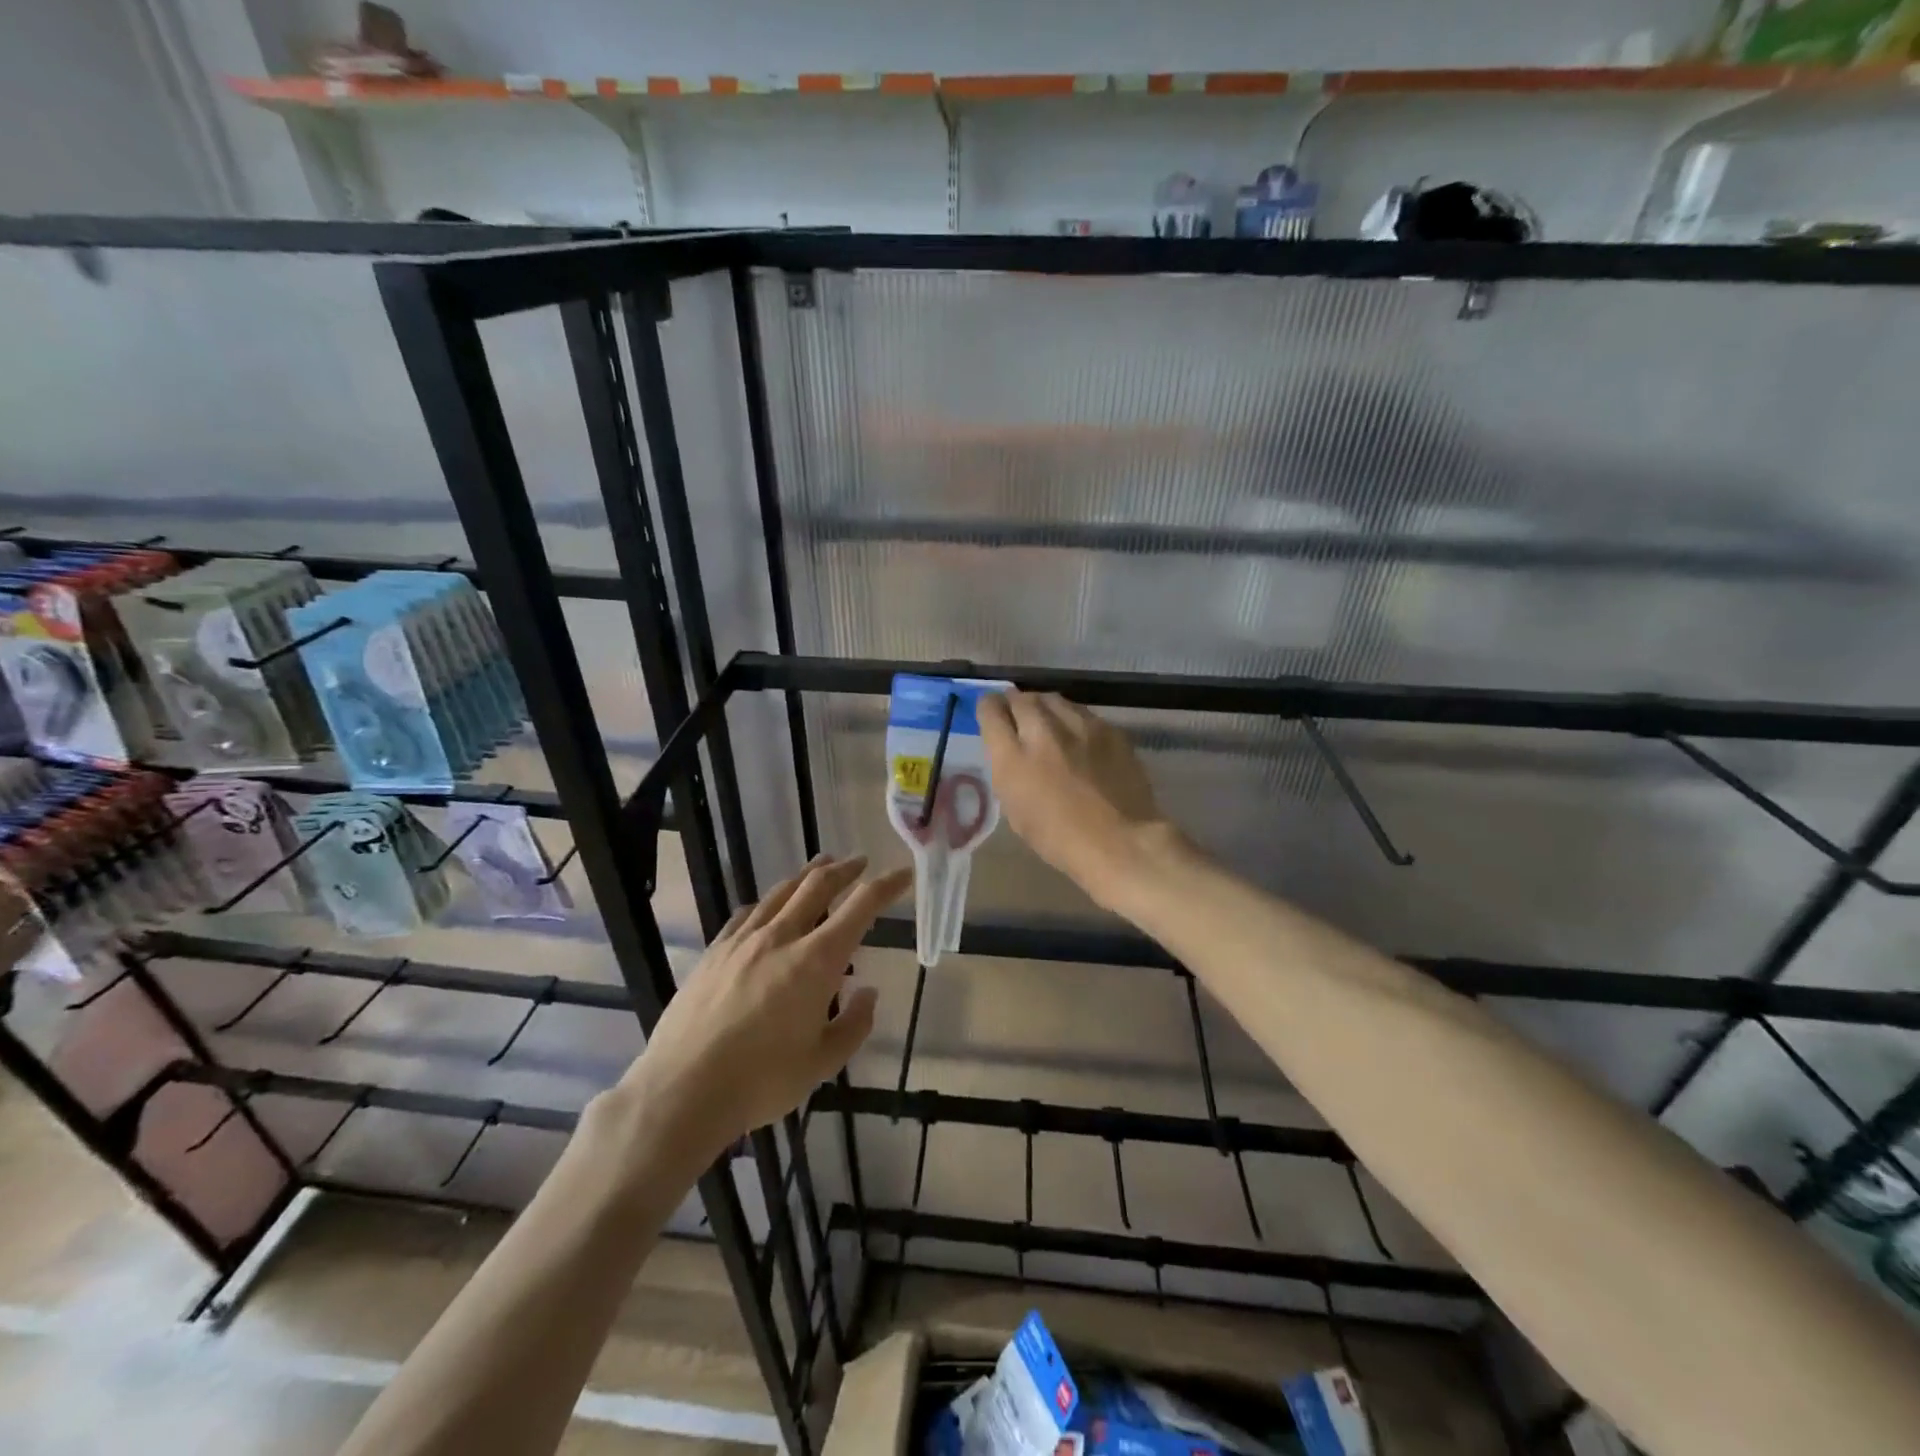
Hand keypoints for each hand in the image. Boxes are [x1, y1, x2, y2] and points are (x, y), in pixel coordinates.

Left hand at [623, 854, 910, 1161]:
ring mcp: (743, 941)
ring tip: (820, 867)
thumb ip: (854, 1024)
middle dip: (845, 869)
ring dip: (806, 876)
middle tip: (859, 862)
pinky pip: (746, 914)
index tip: (903, 875)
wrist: (682, 1090)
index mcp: (817, 960)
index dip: (887, 886)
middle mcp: (782, 937)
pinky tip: (766, 907)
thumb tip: (866, 992)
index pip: (861, 907)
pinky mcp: (714, 952)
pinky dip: (767, 902)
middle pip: (818, 885)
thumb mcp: (822, 1063)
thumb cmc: (761, 1081)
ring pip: (781, 893)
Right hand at [978, 690, 1176, 905]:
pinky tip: (1078, 738)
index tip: (992, 716)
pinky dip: (1073, 720)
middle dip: (1014, 705)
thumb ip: (1008, 771)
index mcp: (1013, 758)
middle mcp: (1043, 731)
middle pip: (1021, 698)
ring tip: (1047, 723)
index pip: (991, 710)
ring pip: (1052, 699)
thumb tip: (1010, 749)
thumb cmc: (1060, 840)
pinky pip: (1082, 713)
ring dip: (1043, 708)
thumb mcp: (1016, 810)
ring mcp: (1080, 725)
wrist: (1122, 843)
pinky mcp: (1109, 728)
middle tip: (1018, 718)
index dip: (988, 709)